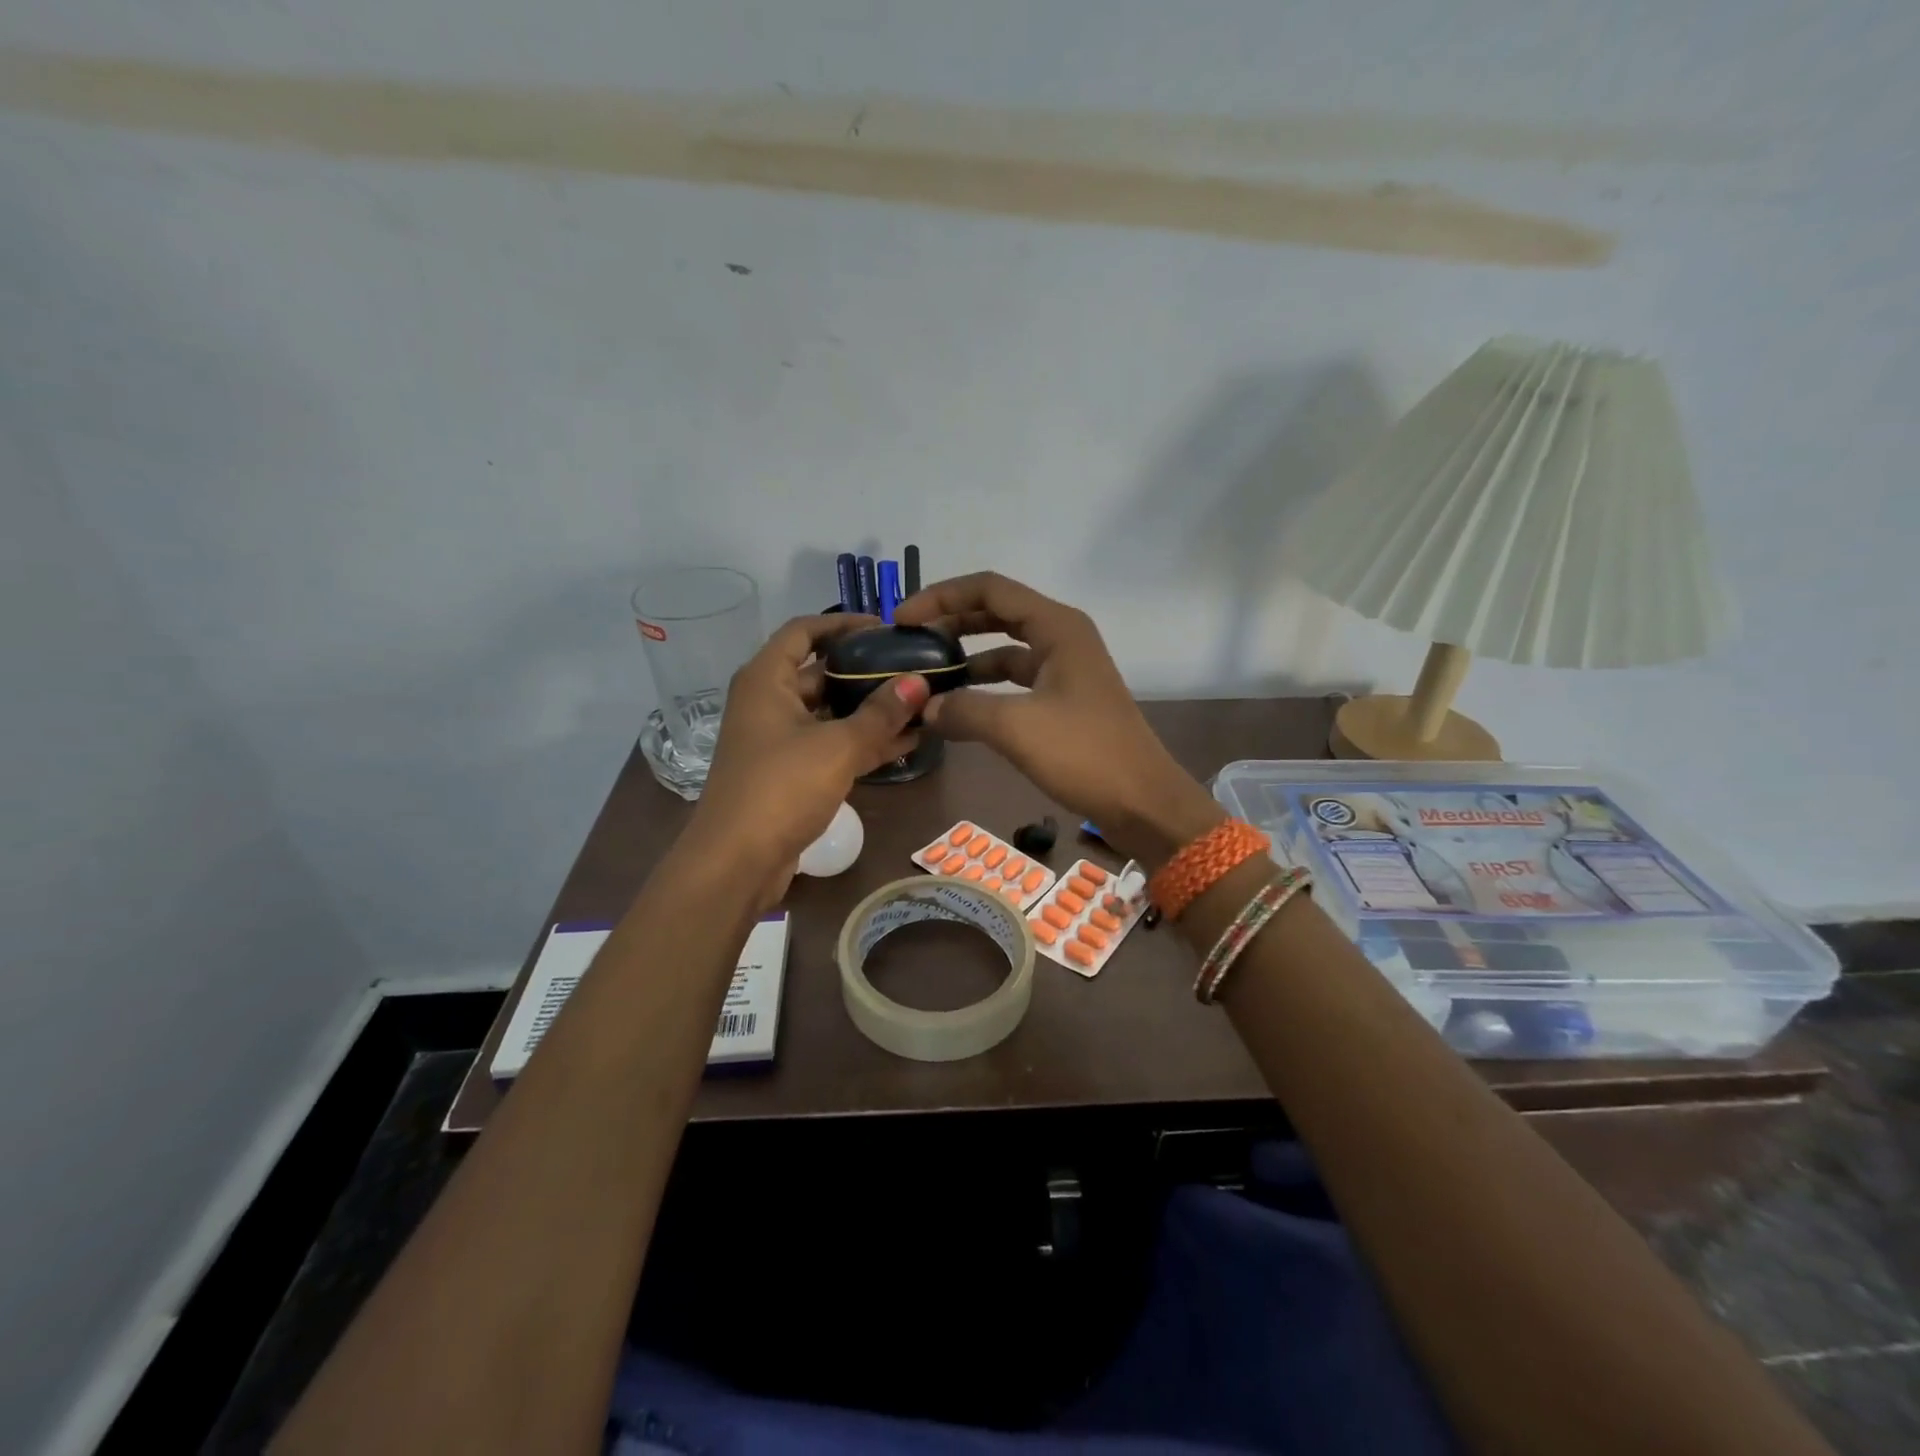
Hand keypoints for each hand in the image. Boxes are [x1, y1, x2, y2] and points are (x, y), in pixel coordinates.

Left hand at [684, 614, 929, 903]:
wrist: (737, 862)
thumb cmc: (780, 788)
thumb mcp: (837, 746)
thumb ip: (881, 713)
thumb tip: (920, 680)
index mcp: (766, 680)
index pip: (804, 631)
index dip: (843, 623)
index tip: (886, 627)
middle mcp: (768, 703)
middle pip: (820, 672)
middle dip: (865, 671)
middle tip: (912, 667)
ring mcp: (778, 740)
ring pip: (830, 713)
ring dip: (870, 711)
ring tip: (919, 704)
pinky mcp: (789, 773)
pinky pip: (831, 745)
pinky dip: (862, 742)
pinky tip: (905, 743)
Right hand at [894, 573, 1222, 868]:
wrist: (1142, 802)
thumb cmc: (1084, 754)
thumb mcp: (1016, 728)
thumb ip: (963, 709)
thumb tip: (923, 707)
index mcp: (1056, 626)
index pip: (989, 589)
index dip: (942, 597)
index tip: (903, 620)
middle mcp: (1062, 637)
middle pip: (996, 612)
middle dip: (952, 622)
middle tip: (910, 642)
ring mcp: (1065, 669)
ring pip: (1005, 649)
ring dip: (967, 656)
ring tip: (927, 674)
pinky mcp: (1064, 700)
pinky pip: (1015, 680)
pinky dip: (985, 687)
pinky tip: (958, 706)